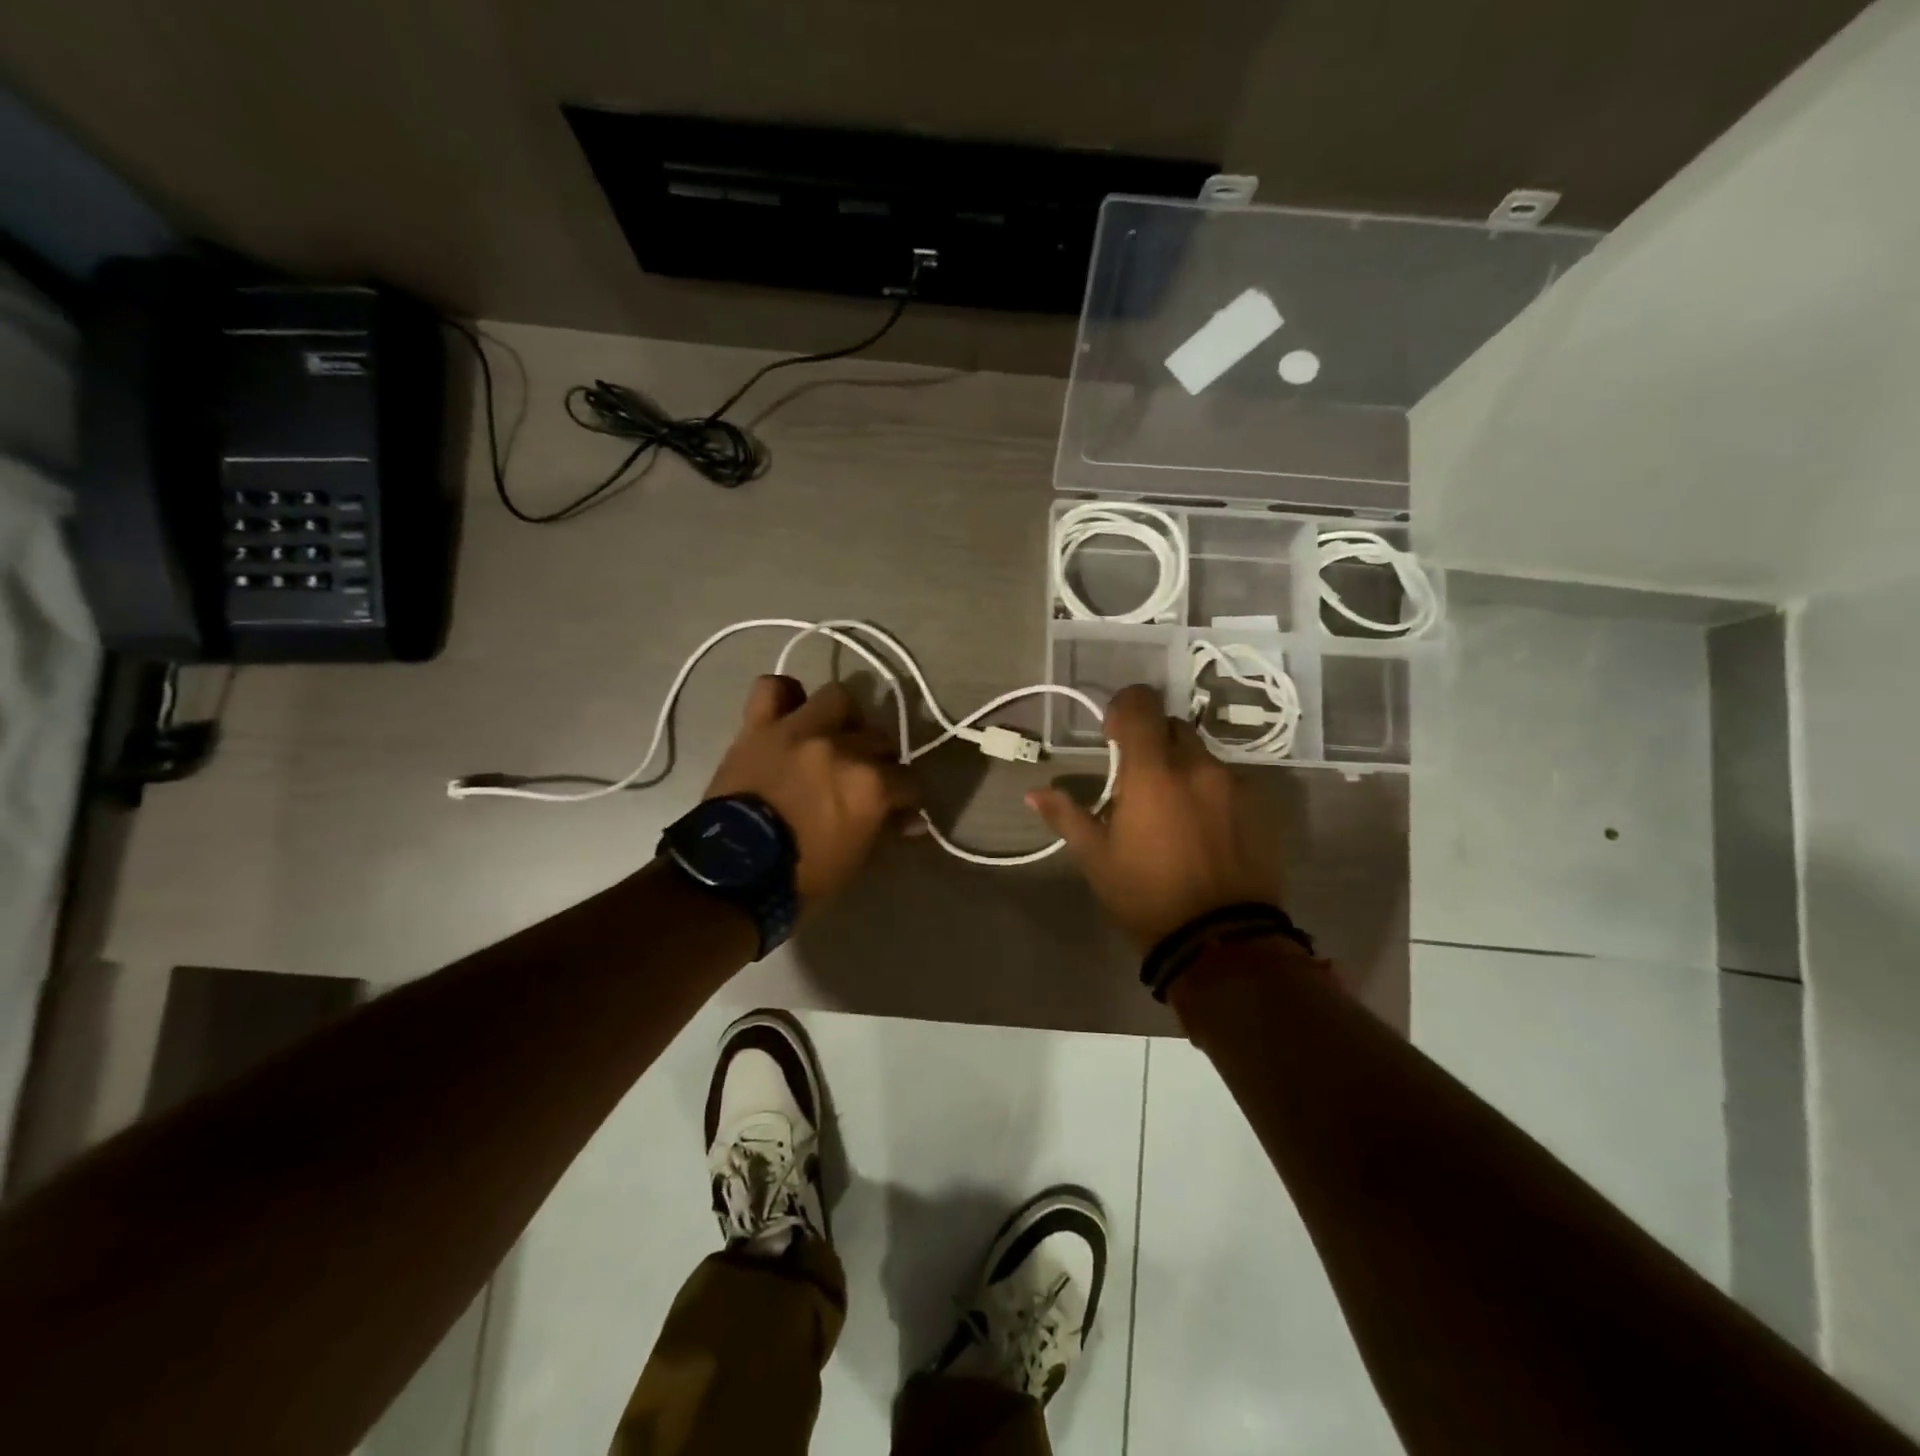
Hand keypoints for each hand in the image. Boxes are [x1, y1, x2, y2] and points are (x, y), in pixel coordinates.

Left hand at [703, 676, 916, 906]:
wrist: (732, 874)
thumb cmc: (801, 876)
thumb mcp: (855, 859)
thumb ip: (886, 830)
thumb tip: (913, 819)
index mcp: (871, 784)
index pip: (910, 780)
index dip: (907, 796)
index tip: (901, 806)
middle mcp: (842, 747)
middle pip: (879, 739)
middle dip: (878, 760)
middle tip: (864, 778)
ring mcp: (799, 730)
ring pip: (838, 698)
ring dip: (843, 718)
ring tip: (835, 737)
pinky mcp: (759, 726)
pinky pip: (772, 688)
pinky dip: (784, 696)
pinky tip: (790, 714)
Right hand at [1027, 684, 1284, 950]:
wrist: (1220, 940)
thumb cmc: (1146, 895)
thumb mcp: (1096, 858)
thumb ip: (1066, 816)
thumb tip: (1034, 793)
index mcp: (1152, 772)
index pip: (1141, 705)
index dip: (1124, 707)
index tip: (1113, 734)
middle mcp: (1197, 767)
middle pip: (1173, 727)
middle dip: (1152, 740)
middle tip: (1138, 778)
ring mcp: (1234, 786)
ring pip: (1202, 755)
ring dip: (1182, 768)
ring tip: (1171, 809)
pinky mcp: (1260, 808)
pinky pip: (1228, 782)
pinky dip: (1209, 791)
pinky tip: (1202, 828)